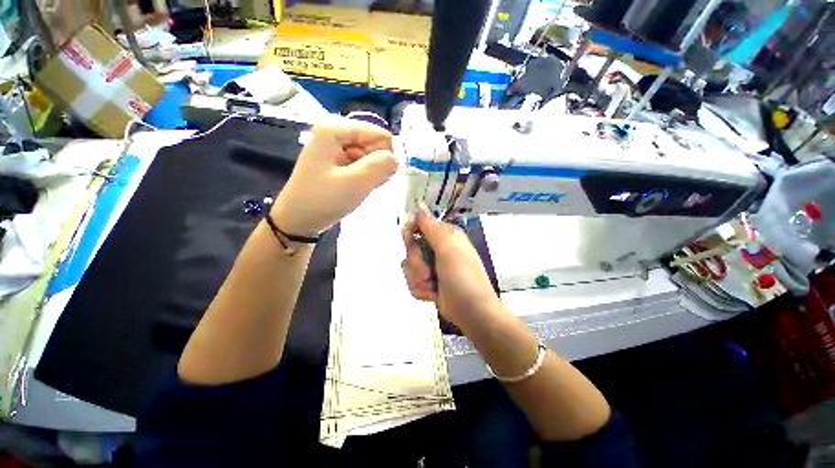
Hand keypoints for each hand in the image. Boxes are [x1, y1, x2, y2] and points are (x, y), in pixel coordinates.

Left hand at [271, 120, 397, 234]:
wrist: (298, 221)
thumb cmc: (323, 200)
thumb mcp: (355, 183)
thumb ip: (380, 166)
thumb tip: (397, 158)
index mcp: (334, 131)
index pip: (379, 134)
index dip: (385, 156)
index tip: (380, 176)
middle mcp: (336, 135)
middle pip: (374, 144)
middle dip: (377, 165)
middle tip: (367, 184)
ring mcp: (338, 150)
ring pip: (371, 156)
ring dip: (373, 174)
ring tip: (361, 188)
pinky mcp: (340, 164)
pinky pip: (364, 165)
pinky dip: (367, 178)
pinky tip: (360, 188)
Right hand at [402, 208, 500, 328]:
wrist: (472, 311)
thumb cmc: (462, 276)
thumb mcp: (447, 248)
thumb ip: (430, 227)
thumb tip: (419, 205)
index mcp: (445, 237)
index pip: (419, 226)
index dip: (411, 234)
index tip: (409, 241)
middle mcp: (437, 249)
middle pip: (410, 249)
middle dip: (417, 263)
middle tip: (429, 272)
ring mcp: (432, 267)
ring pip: (409, 267)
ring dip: (418, 279)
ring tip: (433, 286)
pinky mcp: (428, 283)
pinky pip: (412, 282)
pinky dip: (421, 291)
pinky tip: (433, 295)